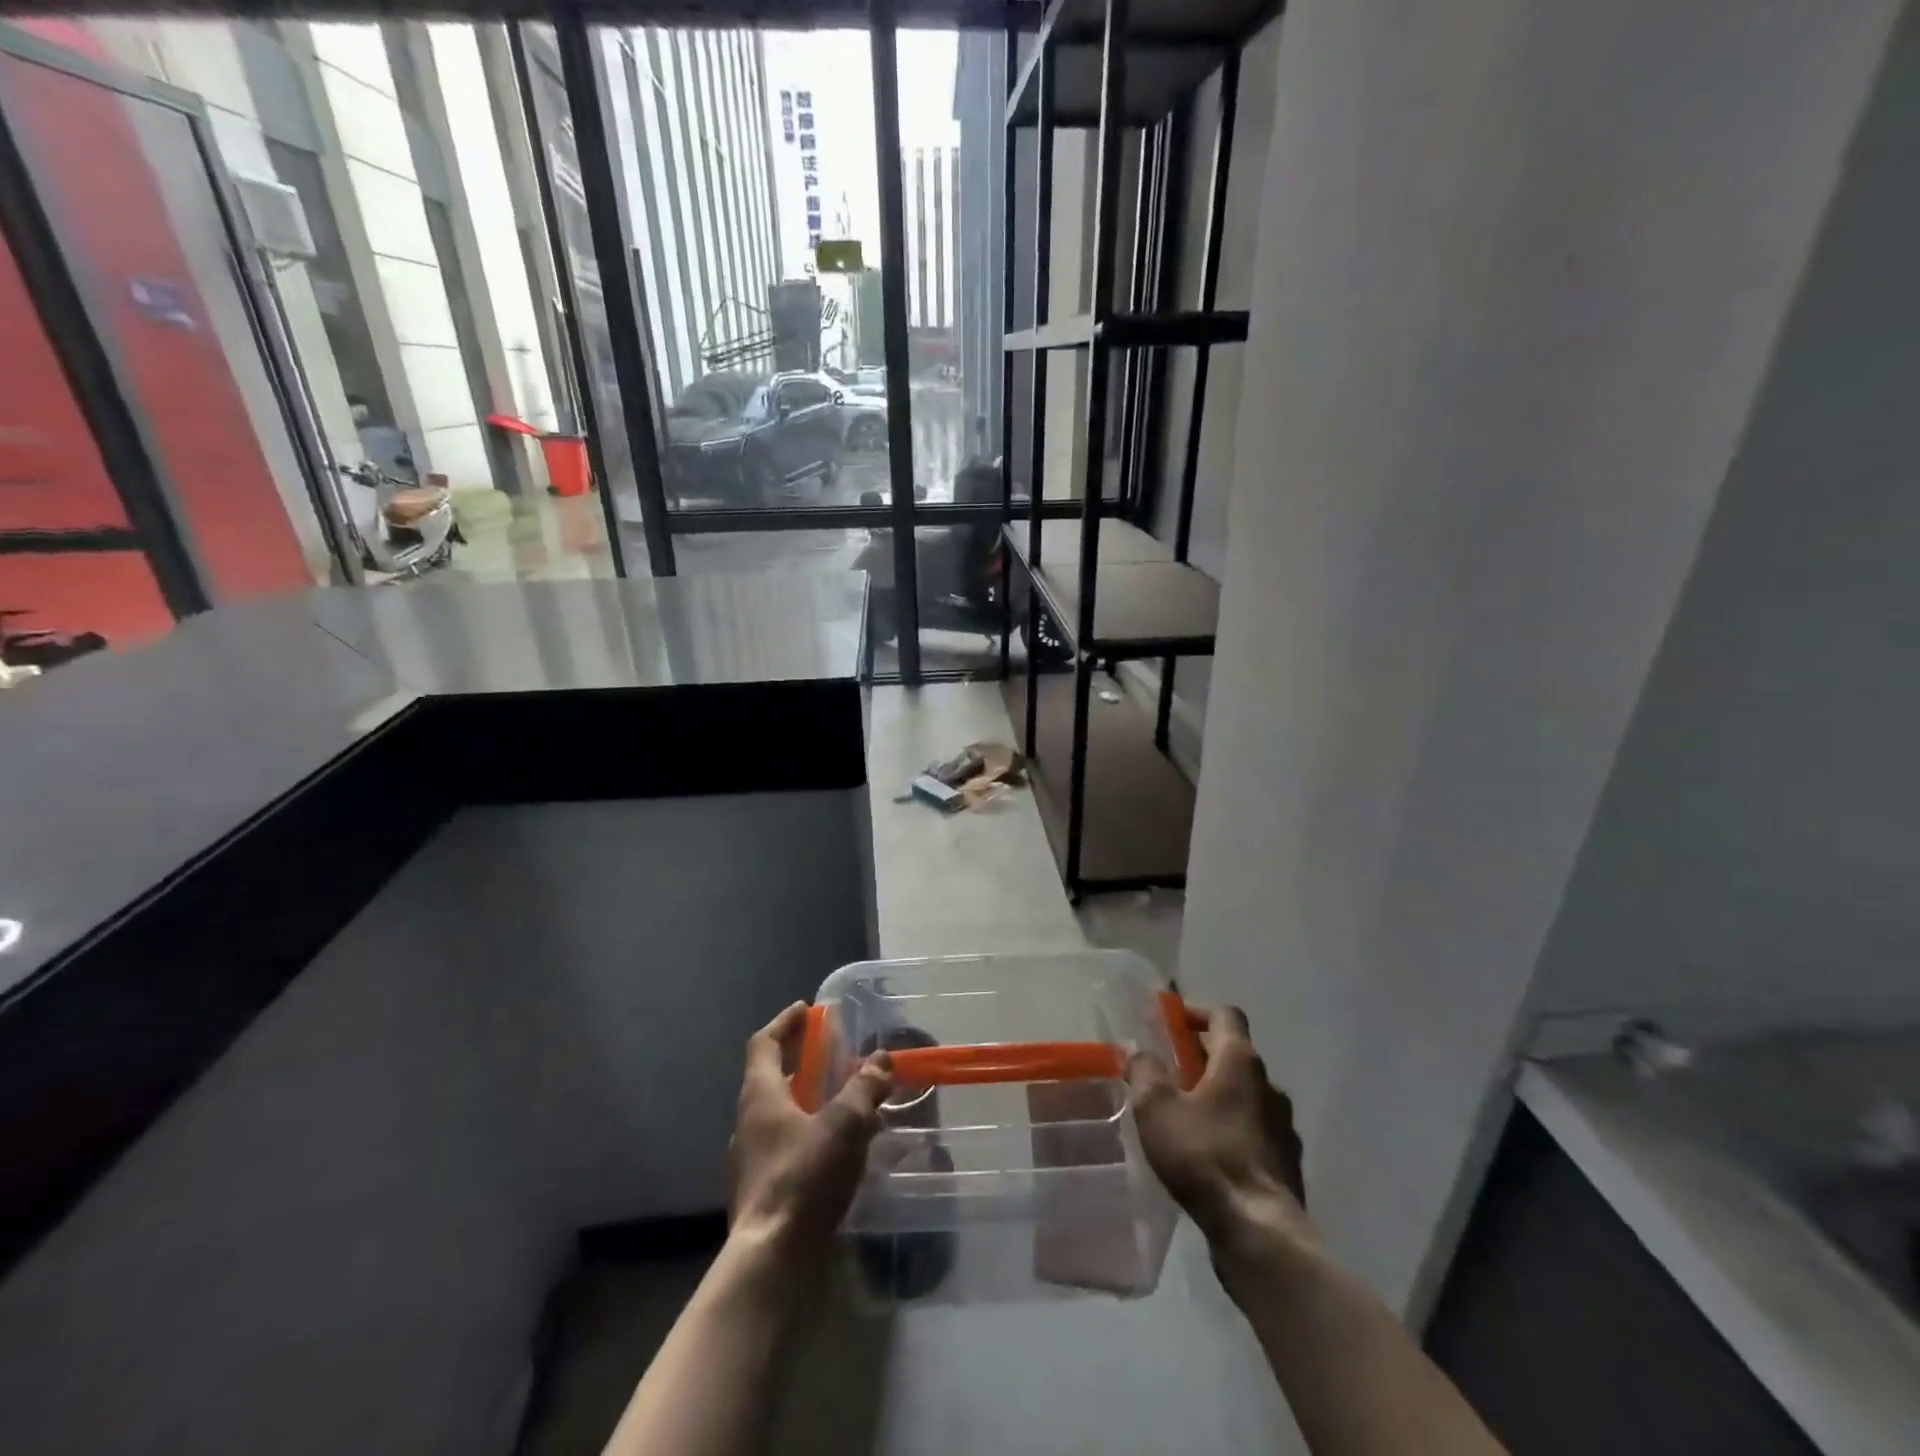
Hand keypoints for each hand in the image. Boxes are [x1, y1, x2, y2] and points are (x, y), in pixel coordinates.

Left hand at [728, 1002, 893, 1262]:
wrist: (771, 1259)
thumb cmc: (804, 1177)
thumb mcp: (845, 1124)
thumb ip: (864, 1088)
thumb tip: (881, 1059)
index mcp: (760, 1095)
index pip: (763, 1043)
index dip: (785, 1022)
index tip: (806, 1009)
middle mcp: (748, 1122)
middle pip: (772, 1079)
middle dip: (803, 1064)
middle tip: (835, 1058)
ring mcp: (750, 1160)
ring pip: (780, 1116)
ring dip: (809, 1103)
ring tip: (846, 1105)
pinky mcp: (760, 1191)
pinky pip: (786, 1148)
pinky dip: (810, 1137)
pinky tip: (839, 1153)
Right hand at [1128, 1004, 1313, 1268]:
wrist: (1261, 1234)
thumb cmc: (1205, 1157)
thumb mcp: (1157, 1108)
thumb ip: (1145, 1071)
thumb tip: (1139, 1052)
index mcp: (1240, 1061)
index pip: (1225, 1014)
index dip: (1197, 1010)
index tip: (1171, 1018)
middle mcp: (1268, 1085)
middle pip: (1235, 1054)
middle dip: (1201, 1055)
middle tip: (1167, 1068)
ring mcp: (1283, 1126)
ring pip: (1246, 1095)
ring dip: (1218, 1094)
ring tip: (1184, 1114)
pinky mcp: (1286, 1163)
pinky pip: (1255, 1130)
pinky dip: (1231, 1128)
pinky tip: (1207, 1152)